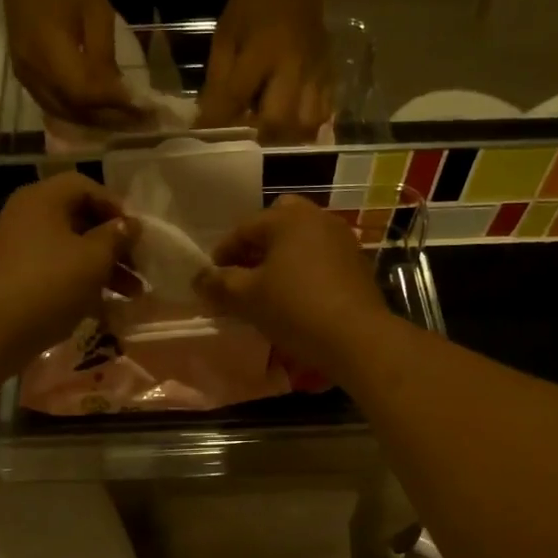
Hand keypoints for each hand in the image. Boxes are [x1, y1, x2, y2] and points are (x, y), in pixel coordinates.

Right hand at [0, 0, 143, 129]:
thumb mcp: (97, 12)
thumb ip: (105, 57)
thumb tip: (120, 94)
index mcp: (51, 50)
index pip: (87, 94)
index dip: (116, 106)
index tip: (144, 111)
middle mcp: (34, 70)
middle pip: (74, 110)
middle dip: (109, 120)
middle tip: (139, 124)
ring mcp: (24, 74)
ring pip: (62, 113)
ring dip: (93, 122)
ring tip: (121, 123)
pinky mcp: (22, 73)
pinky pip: (51, 105)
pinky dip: (75, 114)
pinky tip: (95, 115)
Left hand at [0, 171, 135, 370]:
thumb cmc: (50, 283)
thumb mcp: (94, 258)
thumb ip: (117, 237)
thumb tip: (130, 225)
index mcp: (43, 199)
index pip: (85, 186)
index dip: (115, 206)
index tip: (137, 234)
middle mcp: (27, 216)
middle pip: (79, 219)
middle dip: (114, 244)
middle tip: (140, 268)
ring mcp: (18, 247)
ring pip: (70, 249)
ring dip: (103, 267)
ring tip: (132, 294)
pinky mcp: (14, 277)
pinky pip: (55, 271)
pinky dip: (80, 282)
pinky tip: (103, 306)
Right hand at [194, 194, 387, 374]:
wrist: (357, 338)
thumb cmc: (295, 309)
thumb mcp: (247, 298)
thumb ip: (218, 284)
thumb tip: (199, 278)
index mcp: (287, 219)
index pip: (242, 229)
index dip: (222, 254)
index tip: (211, 280)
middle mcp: (317, 219)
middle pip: (276, 224)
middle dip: (255, 247)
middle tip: (243, 275)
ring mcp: (341, 240)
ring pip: (300, 241)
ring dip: (280, 258)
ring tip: (267, 289)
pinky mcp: (356, 264)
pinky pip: (320, 258)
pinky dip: (303, 270)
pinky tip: (296, 297)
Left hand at [197, 0, 332, 141]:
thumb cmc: (254, 2)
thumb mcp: (225, 35)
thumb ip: (218, 79)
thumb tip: (207, 120)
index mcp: (262, 52)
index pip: (236, 98)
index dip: (218, 122)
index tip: (206, 136)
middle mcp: (294, 67)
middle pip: (279, 122)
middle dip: (259, 137)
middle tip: (246, 136)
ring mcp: (317, 73)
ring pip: (307, 124)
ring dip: (286, 136)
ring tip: (271, 133)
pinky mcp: (331, 74)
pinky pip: (325, 113)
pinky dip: (308, 126)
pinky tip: (293, 124)